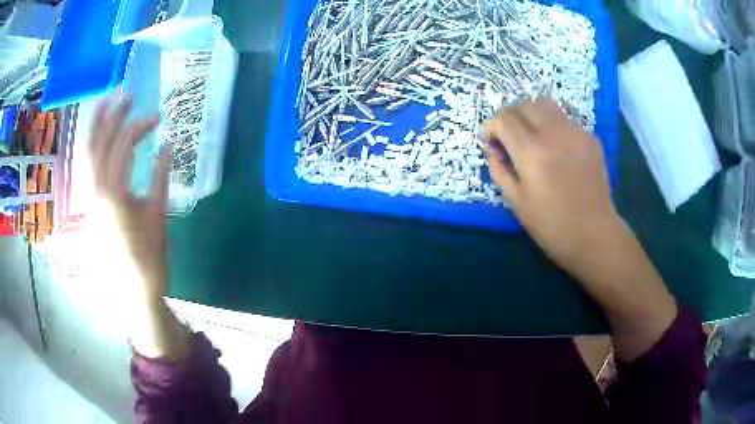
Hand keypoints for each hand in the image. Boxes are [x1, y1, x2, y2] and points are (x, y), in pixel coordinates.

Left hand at [88, 93, 170, 301]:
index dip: (139, 126)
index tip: (157, 117)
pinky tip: (101, 137)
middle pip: (99, 142)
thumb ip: (161, 177)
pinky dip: (94, 147)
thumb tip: (169, 146)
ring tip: (108, 104)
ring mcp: (90, 198)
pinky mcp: (90, 204)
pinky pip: (88, 168)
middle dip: (111, 114)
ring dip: (97, 126)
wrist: (134, 288)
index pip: (122, 146)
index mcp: (114, 194)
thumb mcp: (158, 215)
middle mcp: (96, 192)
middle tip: (126, 93)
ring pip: (88, 153)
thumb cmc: (149, 255)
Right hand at [484, 98, 621, 268]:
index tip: (492, 141)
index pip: (503, 118)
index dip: (492, 126)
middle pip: (524, 104)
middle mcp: (553, 134)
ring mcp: (576, 132)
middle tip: (510, 136)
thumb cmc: (551, 225)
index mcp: (531, 152)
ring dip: (532, 114)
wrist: (594, 235)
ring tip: (532, 135)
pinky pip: (565, 120)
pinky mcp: (590, 138)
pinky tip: (558, 149)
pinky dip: (553, 127)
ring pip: (546, 104)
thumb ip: (499, 169)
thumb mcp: (516, 202)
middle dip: (510, 116)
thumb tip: (493, 148)